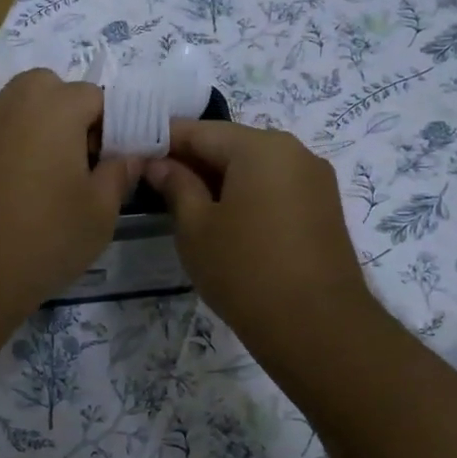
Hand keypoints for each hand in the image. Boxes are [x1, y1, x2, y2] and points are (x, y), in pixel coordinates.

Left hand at [0, 70, 139, 319]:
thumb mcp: (99, 213)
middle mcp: (16, 101)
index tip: (113, 164)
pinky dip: (18, 146)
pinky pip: (3, 132)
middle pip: (55, 91)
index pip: (98, 97)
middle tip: (83, 165)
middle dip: (74, 117)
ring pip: (26, 109)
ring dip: (45, 130)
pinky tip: (23, 189)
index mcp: (56, 105)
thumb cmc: (42, 237)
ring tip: (54, 180)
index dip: (112, 128)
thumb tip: (128, 157)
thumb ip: (119, 174)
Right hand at [147, 120, 377, 361]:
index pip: (199, 130)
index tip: (133, 154)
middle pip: (230, 144)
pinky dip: (245, 194)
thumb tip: (159, 164)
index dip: (162, 140)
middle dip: (191, 159)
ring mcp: (314, 179)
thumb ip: (175, 185)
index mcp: (260, 146)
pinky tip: (222, 218)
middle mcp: (294, 151)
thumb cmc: (244, 270)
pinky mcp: (323, 207)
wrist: (317, 327)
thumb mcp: (195, 227)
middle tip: (153, 181)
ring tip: (184, 202)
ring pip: (253, 166)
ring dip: (218, 178)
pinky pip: (274, 186)